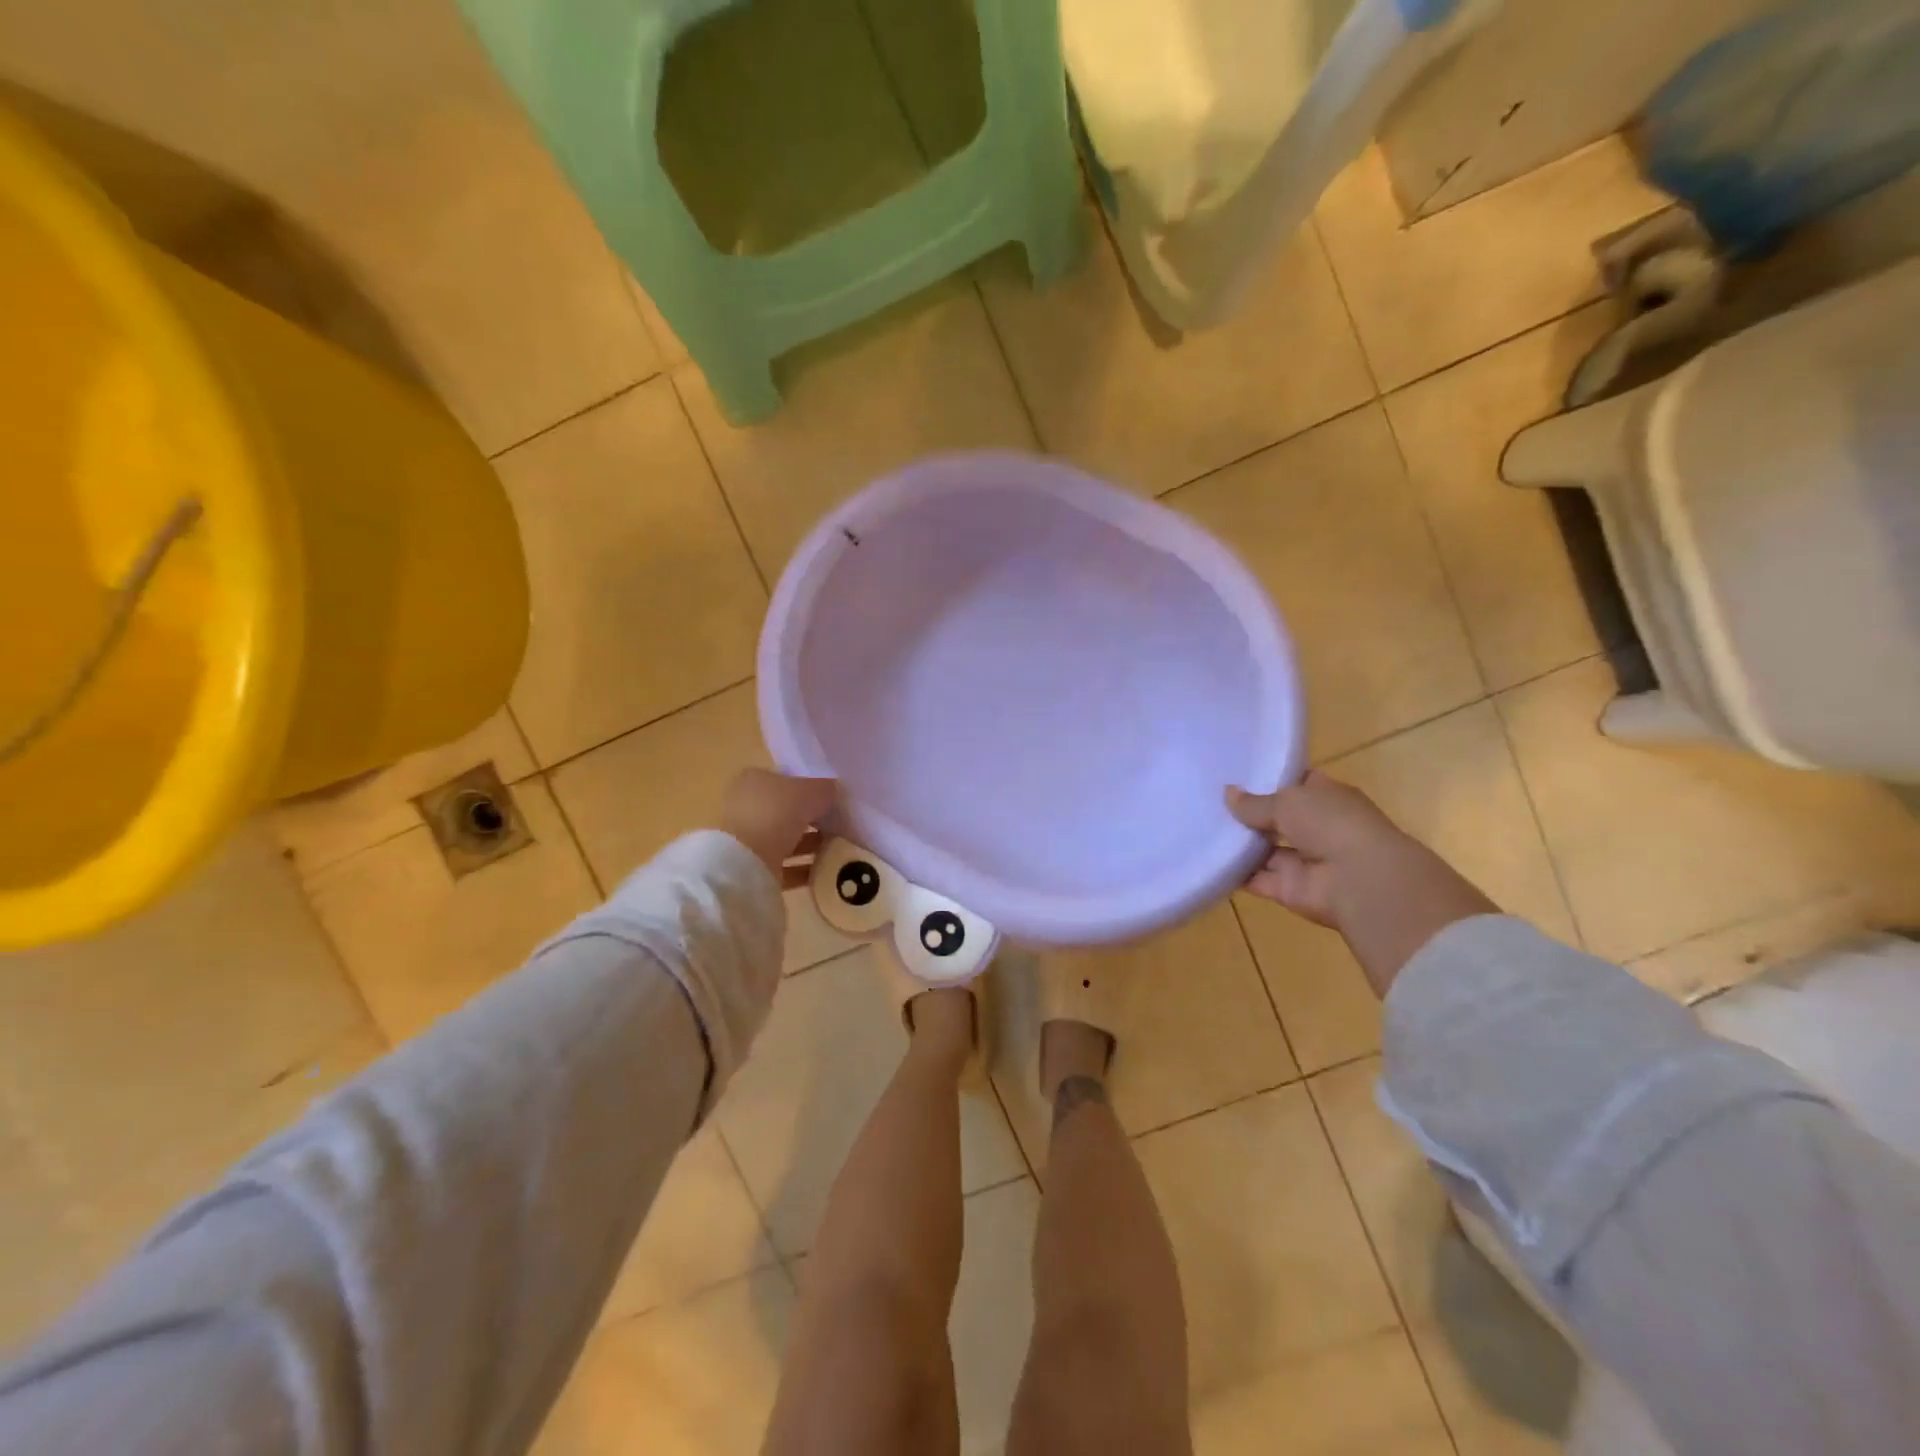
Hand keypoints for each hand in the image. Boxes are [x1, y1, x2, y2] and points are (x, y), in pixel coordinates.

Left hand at [722, 770, 837, 886]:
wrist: (749, 862)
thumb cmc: (777, 813)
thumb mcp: (812, 791)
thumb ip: (826, 788)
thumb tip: (835, 791)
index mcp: (753, 780)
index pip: (787, 780)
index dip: (811, 789)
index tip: (833, 801)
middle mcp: (746, 807)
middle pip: (787, 811)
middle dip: (813, 820)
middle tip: (840, 826)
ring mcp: (746, 839)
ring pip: (786, 839)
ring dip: (811, 845)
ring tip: (838, 849)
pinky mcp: (752, 867)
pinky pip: (785, 865)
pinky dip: (804, 868)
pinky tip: (826, 870)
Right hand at [1226, 771, 1497, 995]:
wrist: (1360, 882)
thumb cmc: (1331, 825)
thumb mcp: (1288, 801)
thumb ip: (1255, 802)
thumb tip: (1228, 793)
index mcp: (1327, 797)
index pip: (1296, 783)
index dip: (1269, 779)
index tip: (1235, 774)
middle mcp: (1317, 827)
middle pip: (1277, 818)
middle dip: (1247, 812)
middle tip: (1208, 800)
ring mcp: (1304, 860)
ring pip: (1264, 849)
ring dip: (1239, 842)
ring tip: (1198, 827)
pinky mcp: (1289, 888)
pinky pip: (1256, 878)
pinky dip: (1235, 872)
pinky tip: (1205, 859)